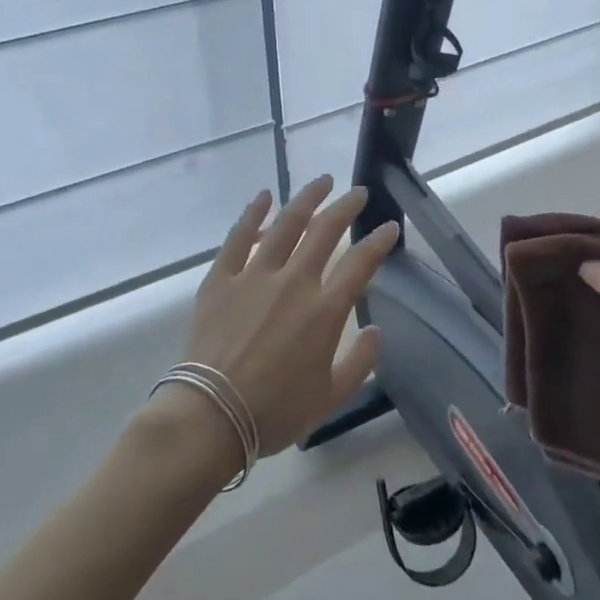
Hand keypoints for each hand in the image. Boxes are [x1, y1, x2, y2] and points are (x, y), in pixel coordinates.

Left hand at [172, 177, 399, 458]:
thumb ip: (360, 361)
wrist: (210, 417)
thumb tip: (374, 331)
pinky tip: (264, 197)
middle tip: (358, 193)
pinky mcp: (221, 279)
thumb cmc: (275, 412)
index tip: (389, 226)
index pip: (361, 263)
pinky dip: (253, 214)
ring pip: (286, 224)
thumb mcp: (331, 397)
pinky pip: (239, 238)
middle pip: (326, 231)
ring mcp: (255, 276)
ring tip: (322, 182)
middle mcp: (294, 282)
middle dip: (346, 207)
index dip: (379, 241)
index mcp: (325, 311)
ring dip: (307, 198)